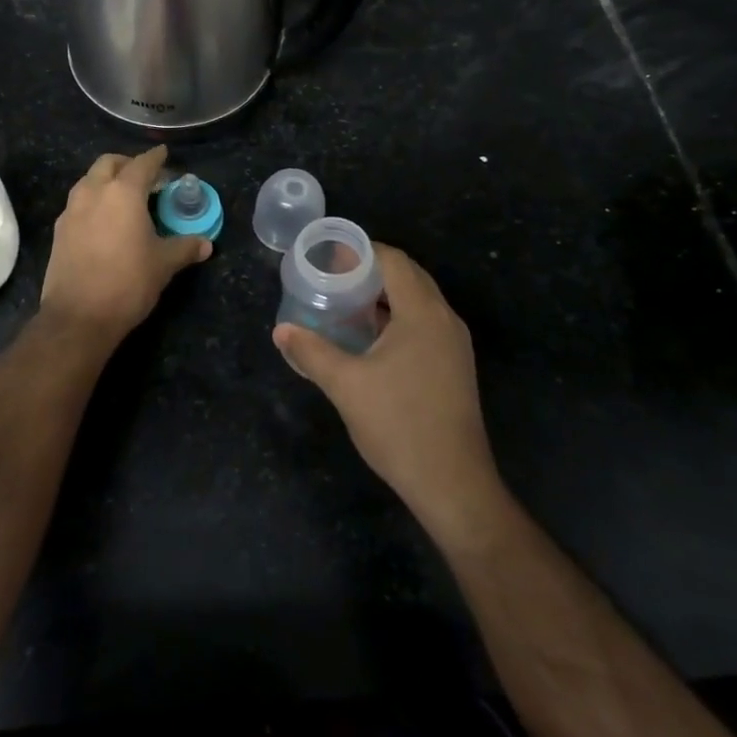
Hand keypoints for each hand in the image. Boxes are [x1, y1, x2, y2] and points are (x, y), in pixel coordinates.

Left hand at [42, 145, 210, 341]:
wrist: (78, 317)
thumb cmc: (128, 283)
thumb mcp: (164, 264)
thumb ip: (185, 248)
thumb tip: (206, 244)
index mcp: (123, 193)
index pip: (142, 164)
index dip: (155, 157)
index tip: (164, 153)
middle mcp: (93, 192)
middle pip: (108, 164)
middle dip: (127, 163)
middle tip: (144, 176)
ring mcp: (71, 211)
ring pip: (89, 181)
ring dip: (106, 180)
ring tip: (123, 197)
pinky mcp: (59, 231)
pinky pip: (78, 203)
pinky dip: (93, 201)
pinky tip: (103, 221)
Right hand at [274, 245, 504, 546]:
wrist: (453, 484)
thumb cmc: (399, 425)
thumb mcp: (346, 385)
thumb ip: (311, 351)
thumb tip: (281, 330)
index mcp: (422, 313)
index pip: (393, 261)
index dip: (361, 251)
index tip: (328, 257)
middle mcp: (445, 319)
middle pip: (408, 276)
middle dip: (371, 271)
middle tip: (331, 277)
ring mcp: (454, 344)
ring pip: (418, 301)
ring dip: (384, 295)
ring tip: (345, 303)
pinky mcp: (454, 366)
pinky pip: (424, 323)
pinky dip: (397, 317)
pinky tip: (370, 338)